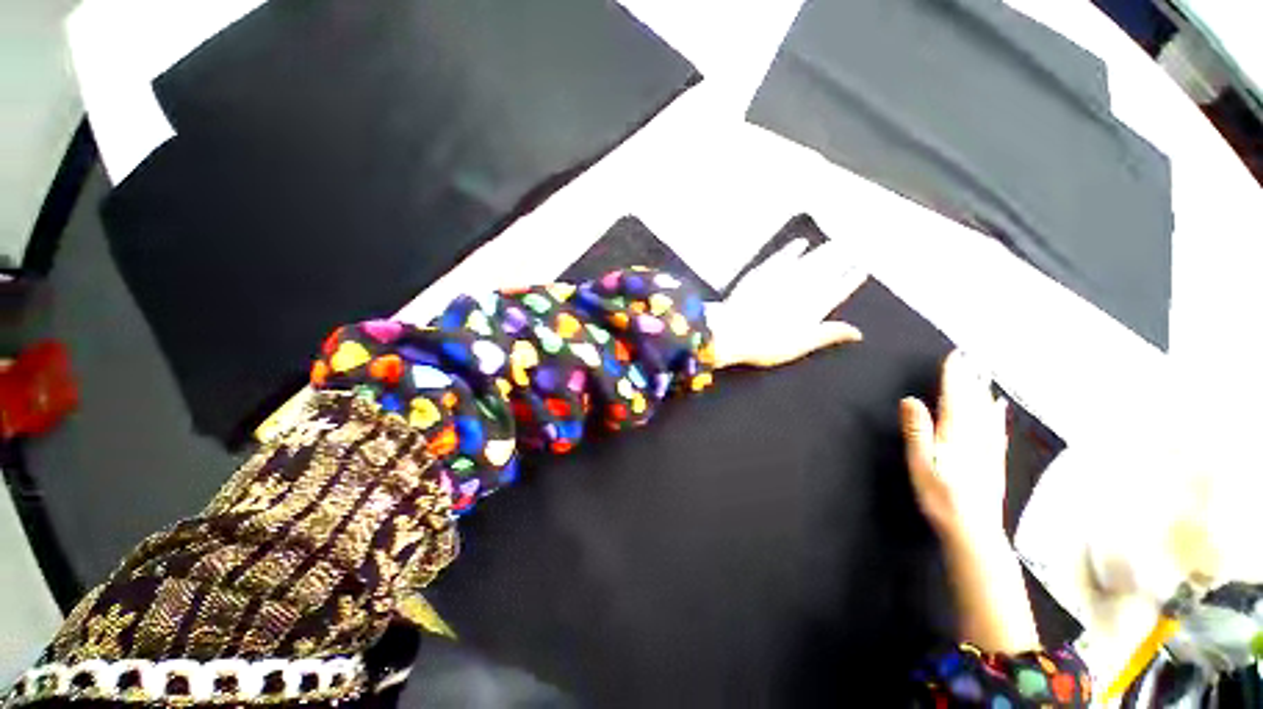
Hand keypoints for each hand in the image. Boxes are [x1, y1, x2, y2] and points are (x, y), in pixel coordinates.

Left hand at [706, 238, 865, 368]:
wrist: (730, 331)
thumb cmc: (765, 344)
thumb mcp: (800, 345)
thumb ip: (828, 335)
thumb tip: (858, 332)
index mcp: (813, 307)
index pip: (839, 289)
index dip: (851, 279)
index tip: (862, 268)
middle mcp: (801, 288)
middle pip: (827, 269)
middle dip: (843, 258)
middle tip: (855, 246)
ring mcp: (781, 277)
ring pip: (808, 260)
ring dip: (824, 250)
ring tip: (837, 242)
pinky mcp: (762, 272)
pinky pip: (782, 256)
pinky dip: (793, 249)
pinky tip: (801, 243)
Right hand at [900, 351, 1009, 542]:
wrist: (974, 531)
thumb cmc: (940, 497)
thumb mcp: (920, 463)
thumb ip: (917, 430)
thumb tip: (910, 399)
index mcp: (955, 434)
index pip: (954, 398)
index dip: (953, 376)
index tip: (954, 356)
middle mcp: (975, 436)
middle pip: (972, 401)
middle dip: (969, 378)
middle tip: (969, 357)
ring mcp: (988, 449)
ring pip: (987, 412)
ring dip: (983, 391)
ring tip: (983, 373)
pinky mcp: (994, 461)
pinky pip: (997, 429)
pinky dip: (996, 413)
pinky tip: (999, 407)